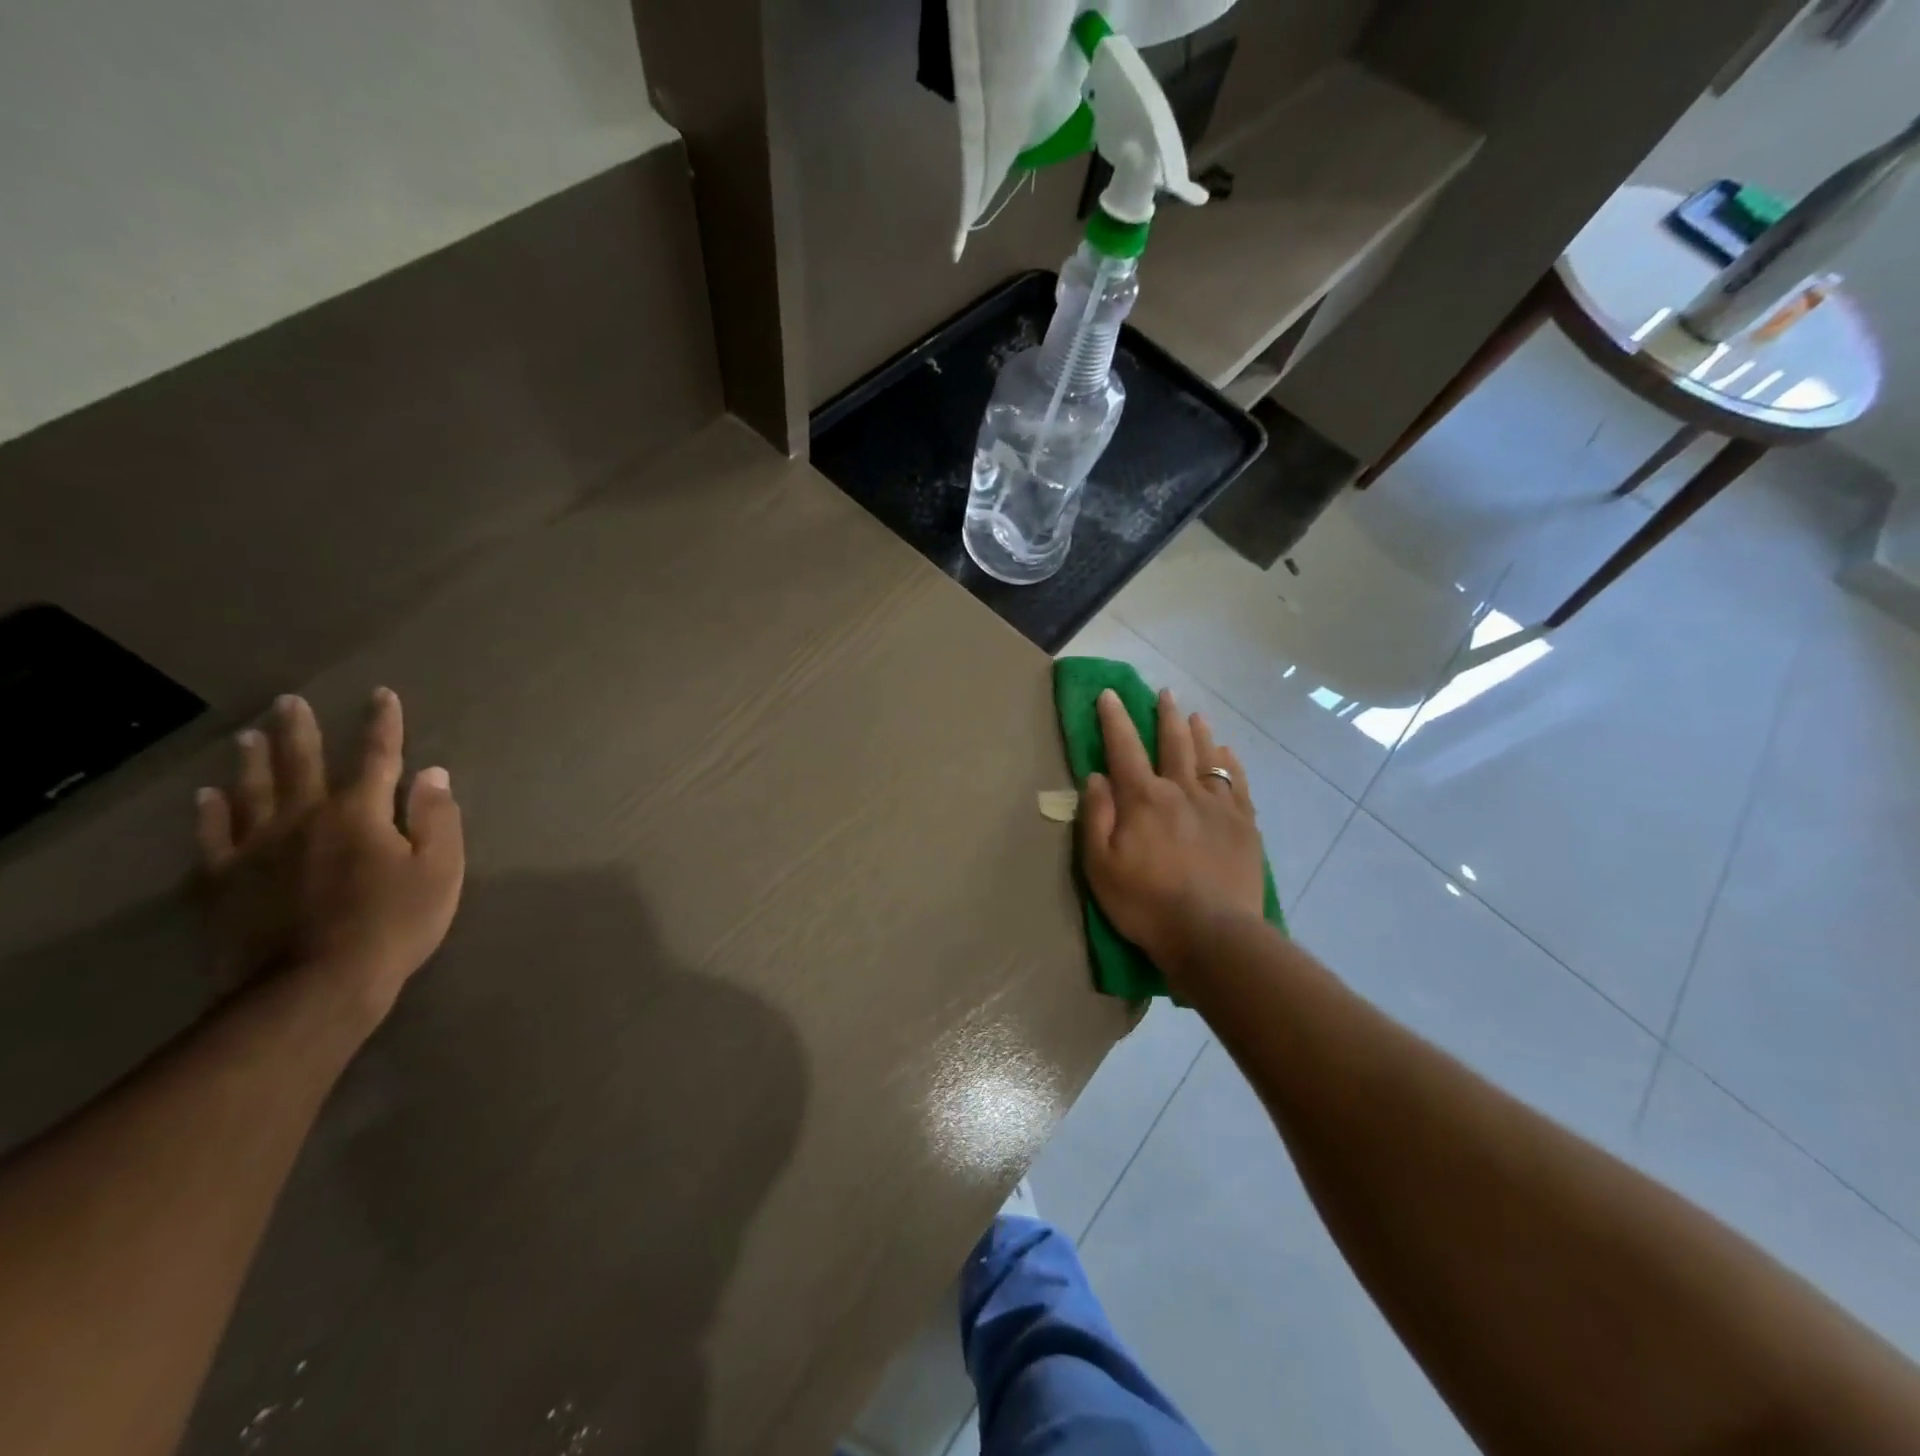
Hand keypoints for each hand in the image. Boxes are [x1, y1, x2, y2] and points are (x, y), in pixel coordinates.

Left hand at [194, 688, 464, 1022]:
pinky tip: (208, 796)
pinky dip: (211, 813)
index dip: (383, 725)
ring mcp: (256, 849)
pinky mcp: (223, 882)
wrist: (314, 987)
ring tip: (248, 735)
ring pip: (252, 792)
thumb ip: (437, 818)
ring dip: (253, 761)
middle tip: (287, 701)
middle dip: (299, 731)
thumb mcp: (440, 870)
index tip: (382, 695)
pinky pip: (213, 837)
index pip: (377, 758)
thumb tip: (432, 773)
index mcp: (360, 814)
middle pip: (301, 764)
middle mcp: (304, 818)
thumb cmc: (393, 925)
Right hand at [1079, 688, 1264, 983]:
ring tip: (1195, 715)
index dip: (1115, 719)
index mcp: (1143, 798)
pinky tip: (1228, 754)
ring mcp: (1218, 806)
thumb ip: (1096, 816)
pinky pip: (1237, 783)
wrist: (1211, 933)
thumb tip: (1097, 776)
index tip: (1110, 694)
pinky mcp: (1244, 825)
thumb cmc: (1145, 902)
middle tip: (1164, 694)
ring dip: (1199, 733)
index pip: (1124, 747)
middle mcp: (1181, 790)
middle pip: (1173, 743)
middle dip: (1165, 716)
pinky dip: (1231, 763)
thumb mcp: (1100, 865)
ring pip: (1208, 757)